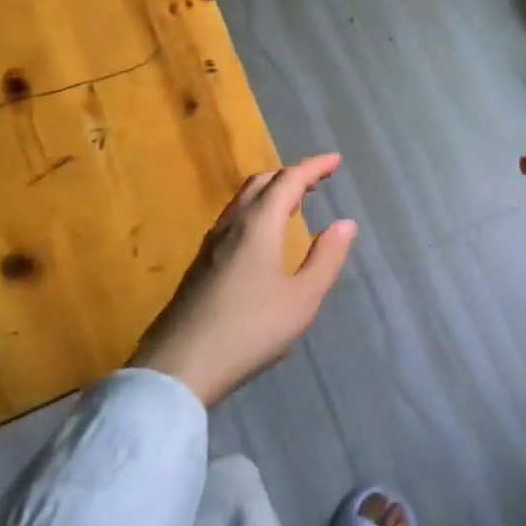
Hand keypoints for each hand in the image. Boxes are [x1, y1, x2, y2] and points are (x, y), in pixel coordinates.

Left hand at [131, 154, 357, 406]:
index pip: (289, 180)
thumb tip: (346, 223)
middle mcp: (233, 223)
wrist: (180, 365)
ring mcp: (212, 242)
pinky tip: (262, 235)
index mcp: (259, 224)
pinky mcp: (201, 262)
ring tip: (294, 202)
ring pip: (244, 199)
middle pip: (262, 182)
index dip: (314, 167)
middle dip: (291, 174)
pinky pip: (233, 217)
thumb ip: (325, 258)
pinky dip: (256, 209)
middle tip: (317, 181)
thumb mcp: (301, 300)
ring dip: (271, 190)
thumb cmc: (249, 330)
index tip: (335, 161)